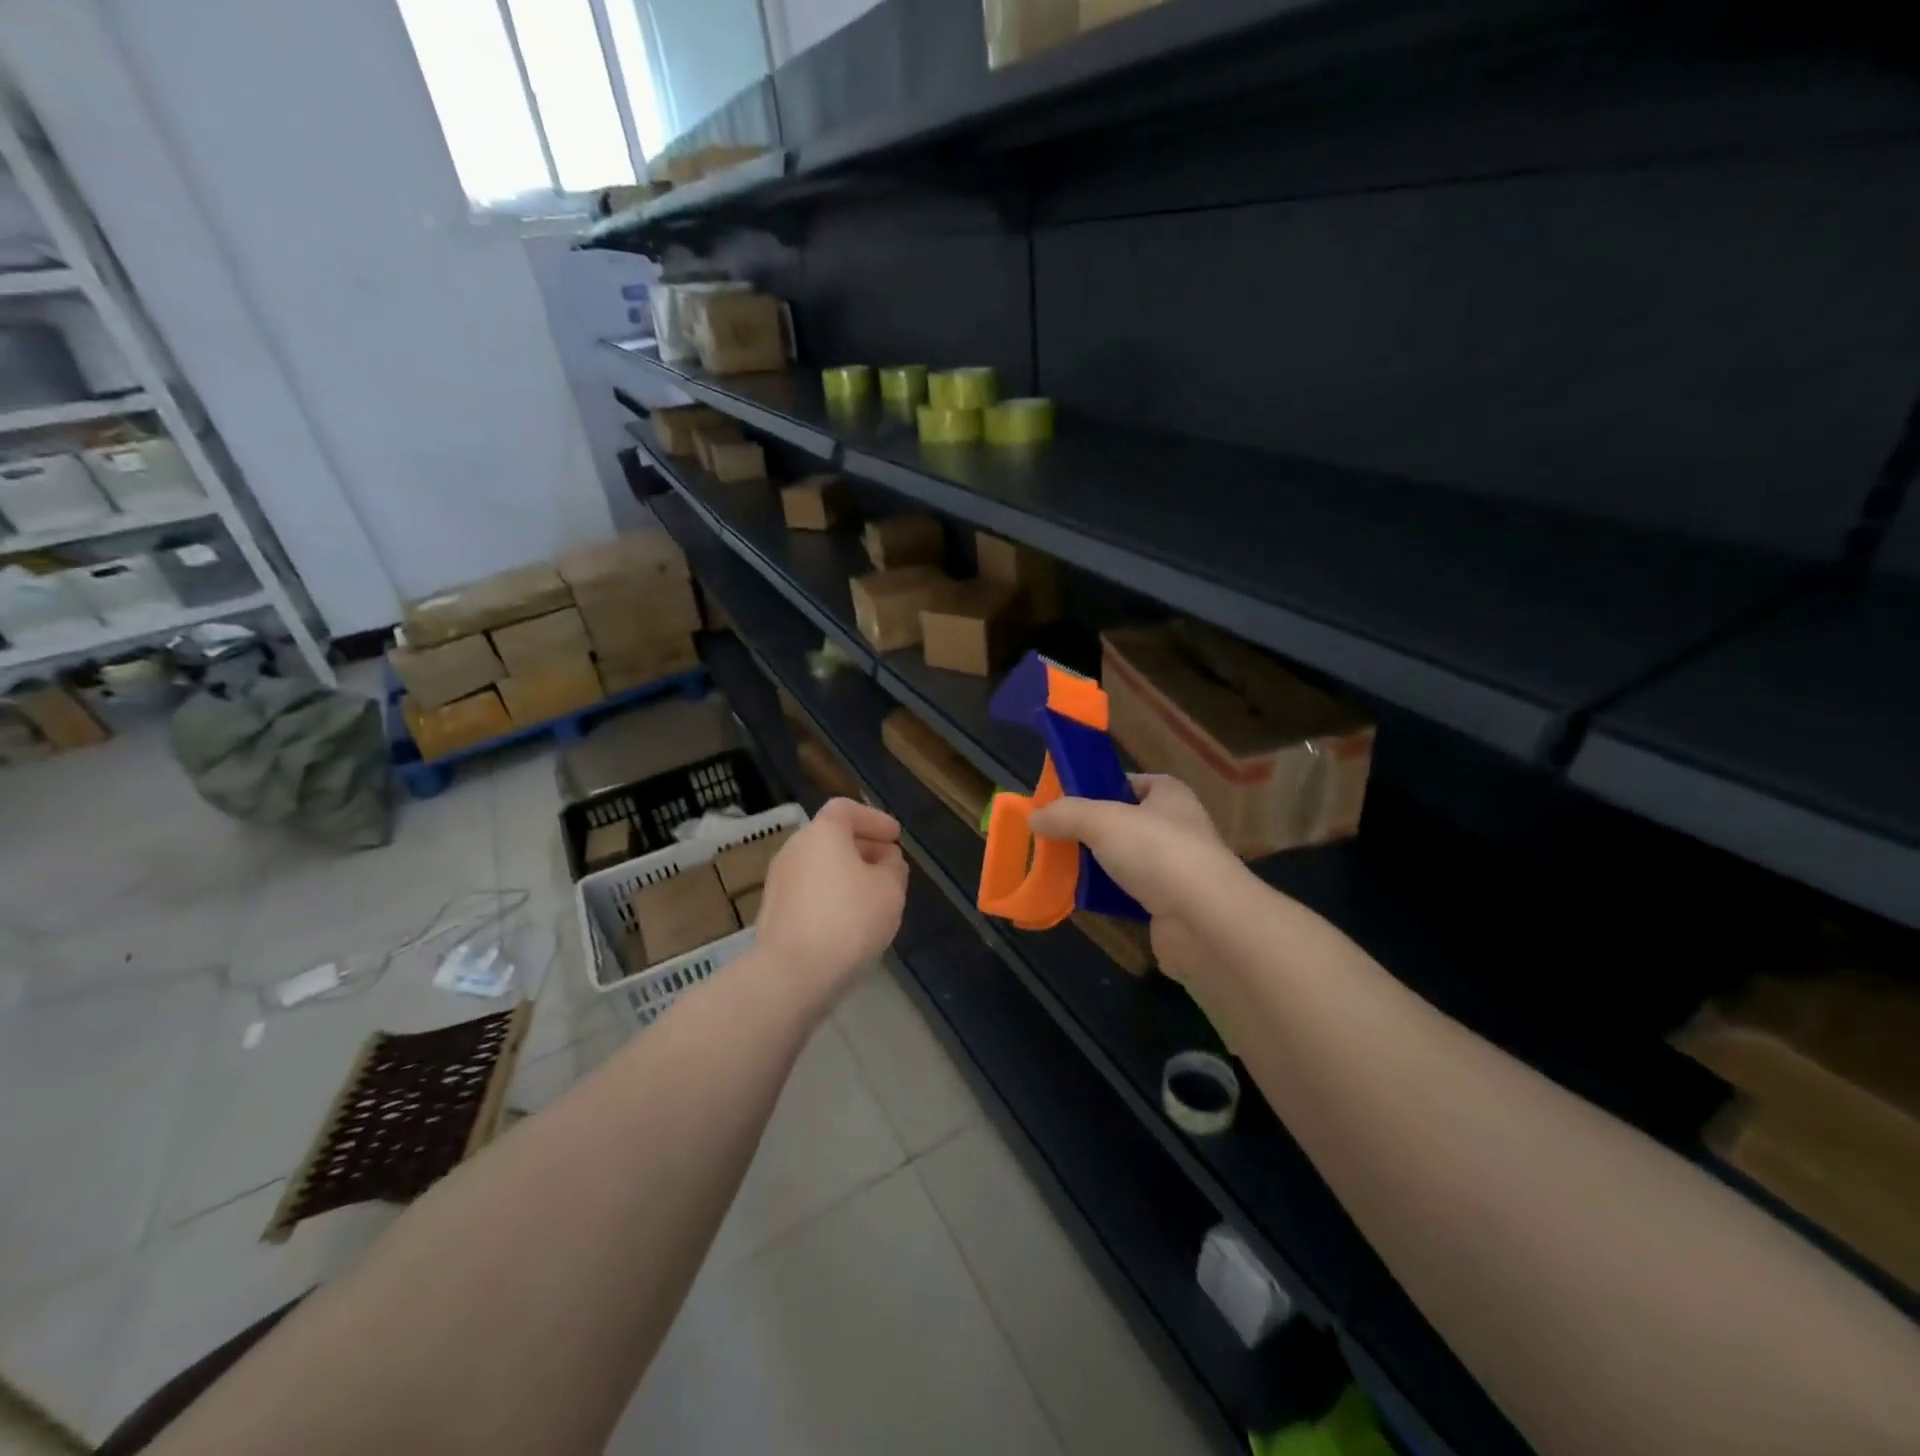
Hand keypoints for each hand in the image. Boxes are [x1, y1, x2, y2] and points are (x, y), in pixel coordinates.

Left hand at [754, 798, 907, 1009]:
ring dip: (846, 874)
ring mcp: (779, 881)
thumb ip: (893, 868)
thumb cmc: (849, 920)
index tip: (895, 836)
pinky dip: (830, 895)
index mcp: (822, 833)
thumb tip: (885, 861)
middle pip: (831, 837)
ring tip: (873, 896)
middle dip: (863, 848)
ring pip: (819, 866)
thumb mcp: (890, 890)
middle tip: (889, 866)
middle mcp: (794, 849)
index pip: (846, 809)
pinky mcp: (773, 912)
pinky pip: (809, 891)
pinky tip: (849, 920)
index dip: (873, 819)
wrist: (792, 974)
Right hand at [1029, 775, 1236, 979]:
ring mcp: (1175, 869)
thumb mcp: (1102, 820)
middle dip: (1089, 831)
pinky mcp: (1168, 906)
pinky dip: (1106, 896)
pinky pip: (1127, 894)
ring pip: (1123, 861)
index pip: (1130, 782)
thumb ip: (1065, 814)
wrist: (1204, 921)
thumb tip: (1034, 817)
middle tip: (1052, 837)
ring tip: (1058, 867)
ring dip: (1095, 865)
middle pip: (1123, 823)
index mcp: (1169, 795)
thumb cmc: (1158, 852)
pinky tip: (1079, 899)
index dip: (1098, 787)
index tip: (1064, 800)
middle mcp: (1176, 828)